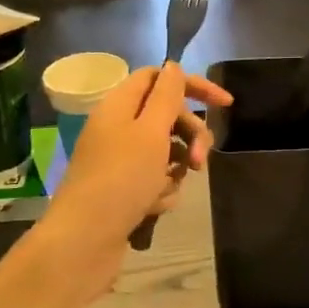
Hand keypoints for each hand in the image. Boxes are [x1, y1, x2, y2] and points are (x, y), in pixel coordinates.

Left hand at [47, 63, 231, 266]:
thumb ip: (166, 95)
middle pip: (167, 116)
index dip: (192, 85)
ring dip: (176, 168)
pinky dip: (161, 191)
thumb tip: (173, 66)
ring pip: (165, 151)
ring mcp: (119, 160)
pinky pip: (155, 180)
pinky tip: (154, 207)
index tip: (224, 104)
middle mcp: (117, 127)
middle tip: (200, 160)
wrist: (84, 241)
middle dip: (190, 135)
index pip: (159, 78)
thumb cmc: (121, 179)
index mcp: (120, 105)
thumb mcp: (151, 131)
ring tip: (167, 189)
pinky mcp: (122, 189)